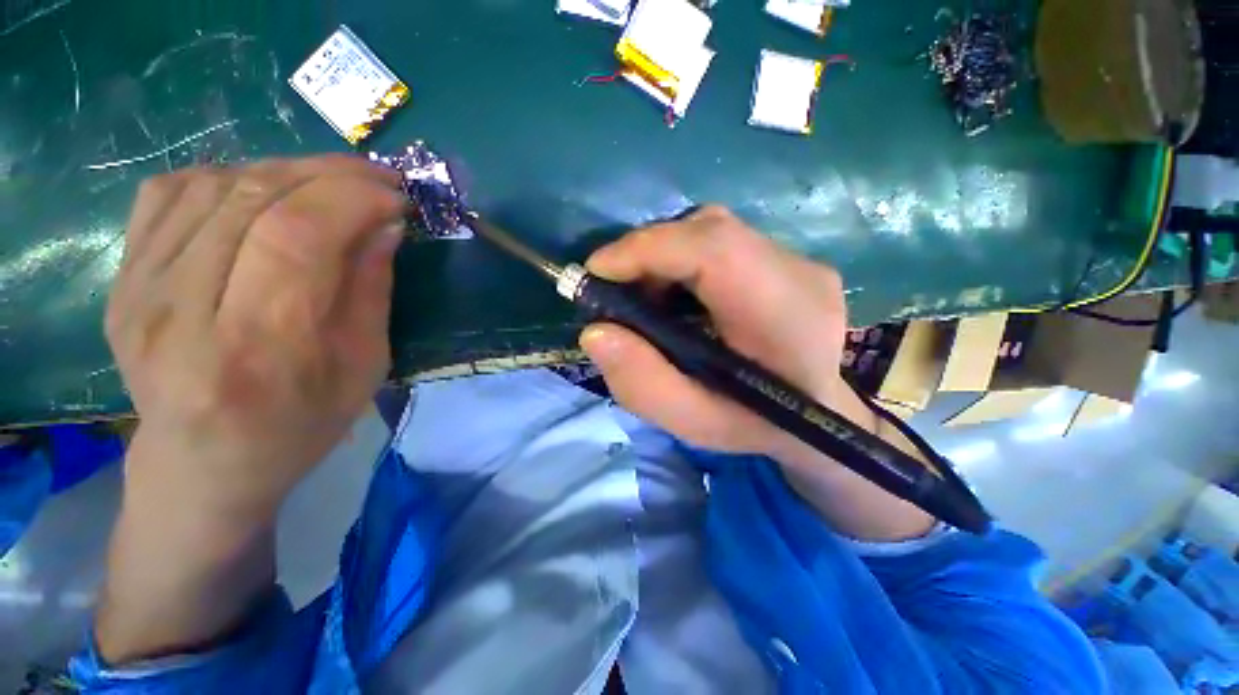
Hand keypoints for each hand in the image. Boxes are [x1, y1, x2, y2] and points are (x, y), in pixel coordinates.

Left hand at [106, 155, 405, 521]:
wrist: (203, 463)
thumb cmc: (299, 426)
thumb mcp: (363, 368)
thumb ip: (371, 291)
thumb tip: (386, 224)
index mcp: (256, 349)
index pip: (297, 236)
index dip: (353, 199)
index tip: (397, 197)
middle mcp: (180, 311)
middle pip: (253, 199)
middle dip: (329, 175)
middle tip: (376, 180)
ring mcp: (137, 289)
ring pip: (212, 184)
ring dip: (286, 172)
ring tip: (327, 188)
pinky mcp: (120, 278)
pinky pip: (170, 192)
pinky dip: (227, 176)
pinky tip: (260, 196)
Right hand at [581, 207, 932, 540]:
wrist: (821, 418)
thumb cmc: (758, 426)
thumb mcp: (696, 423)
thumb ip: (643, 384)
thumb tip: (595, 332)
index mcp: (785, 317)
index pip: (713, 249)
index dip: (646, 249)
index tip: (596, 273)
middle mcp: (799, 272)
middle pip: (708, 230)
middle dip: (647, 253)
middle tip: (615, 290)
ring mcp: (798, 259)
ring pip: (711, 231)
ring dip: (663, 257)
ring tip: (644, 297)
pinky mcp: (788, 259)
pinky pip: (722, 241)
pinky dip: (683, 260)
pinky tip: (675, 295)